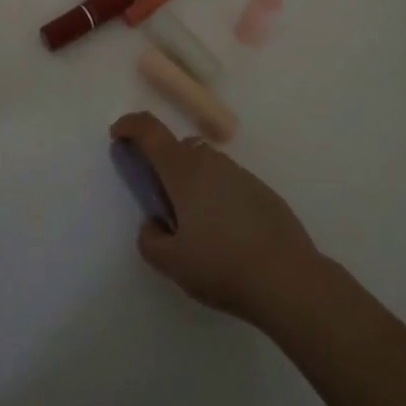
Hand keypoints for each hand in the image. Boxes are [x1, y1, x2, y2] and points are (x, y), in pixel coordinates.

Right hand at [110, 112, 320, 325]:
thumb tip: (155, 224)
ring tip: (198, 228)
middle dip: (164, 166)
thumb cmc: (222, 266)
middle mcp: (210, 162)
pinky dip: (218, 197)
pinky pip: (229, 183)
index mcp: (183, 171)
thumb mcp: (172, 263)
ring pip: (205, 166)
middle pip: (178, 149)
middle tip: (162, 204)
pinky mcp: (262, 190)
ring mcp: (240, 173)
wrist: (288, 278)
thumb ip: (151, 240)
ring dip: (193, 183)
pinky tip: (227, 236)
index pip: (150, 130)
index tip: (117, 136)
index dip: (129, 126)